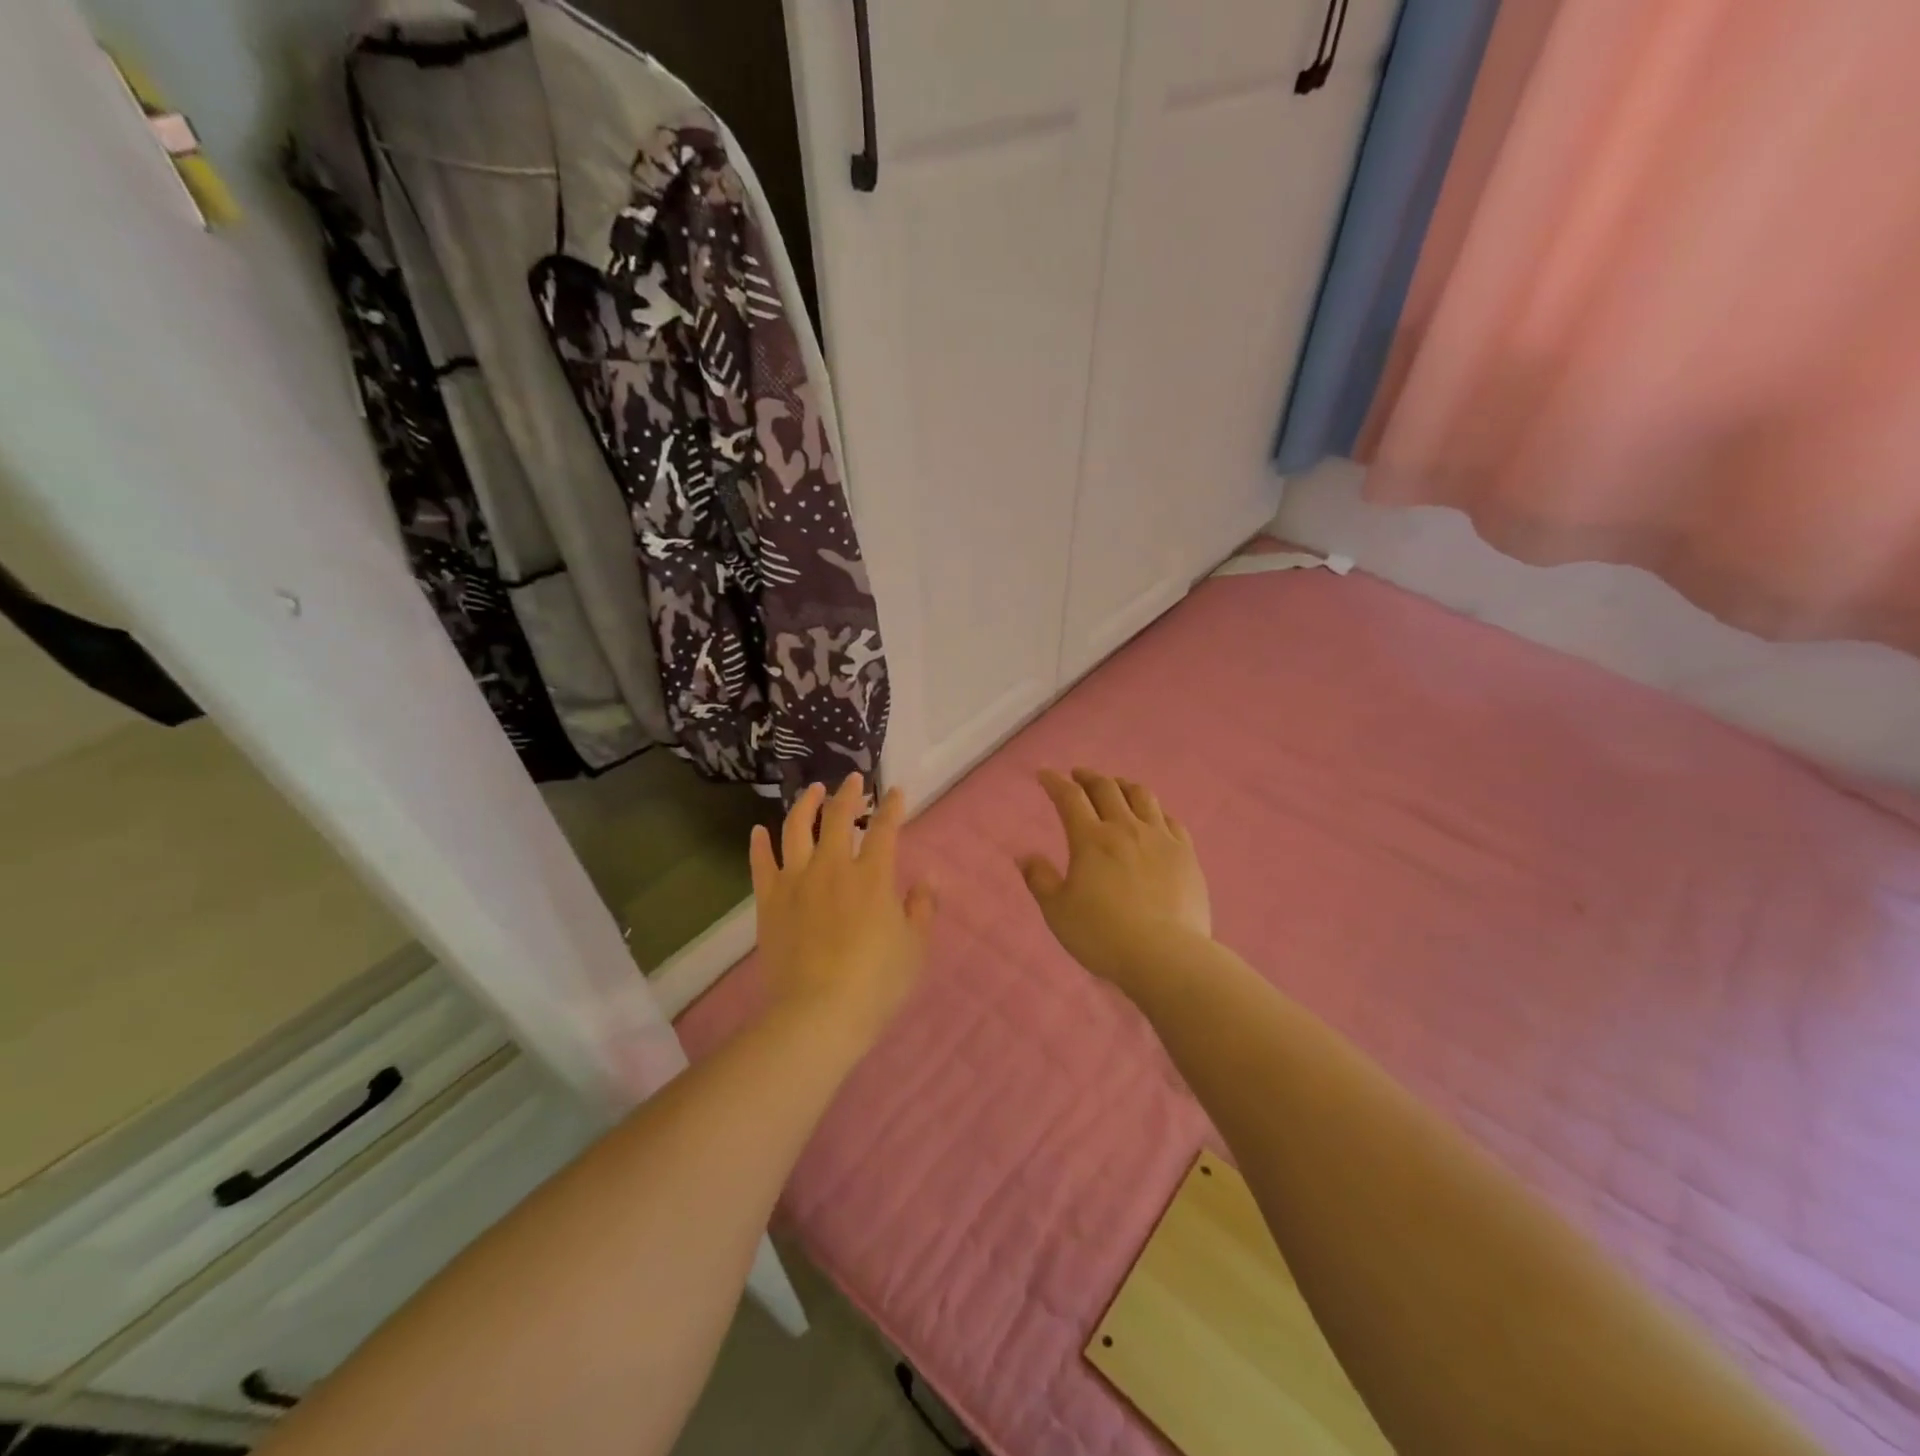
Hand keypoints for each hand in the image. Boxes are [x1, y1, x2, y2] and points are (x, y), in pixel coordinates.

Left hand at [750, 774, 936, 1047]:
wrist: (817, 1014)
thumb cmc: (876, 983)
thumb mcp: (914, 948)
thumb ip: (922, 908)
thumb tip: (928, 880)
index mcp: (872, 876)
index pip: (884, 829)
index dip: (891, 807)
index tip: (895, 792)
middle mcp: (832, 867)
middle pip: (838, 818)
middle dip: (848, 794)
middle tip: (853, 780)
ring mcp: (796, 882)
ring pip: (797, 829)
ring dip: (805, 804)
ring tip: (812, 790)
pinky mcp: (769, 901)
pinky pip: (761, 864)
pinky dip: (759, 844)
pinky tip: (759, 831)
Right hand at [1017, 768, 1211, 992]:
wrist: (1166, 955)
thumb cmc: (1103, 935)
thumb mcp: (1057, 911)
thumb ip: (1040, 880)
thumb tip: (1025, 856)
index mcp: (1091, 839)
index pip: (1069, 798)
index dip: (1055, 782)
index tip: (1045, 775)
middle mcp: (1126, 828)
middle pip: (1106, 788)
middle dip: (1088, 777)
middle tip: (1078, 775)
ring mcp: (1160, 838)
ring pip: (1142, 796)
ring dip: (1123, 785)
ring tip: (1116, 786)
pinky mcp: (1186, 854)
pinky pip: (1171, 821)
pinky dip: (1156, 812)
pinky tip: (1154, 818)